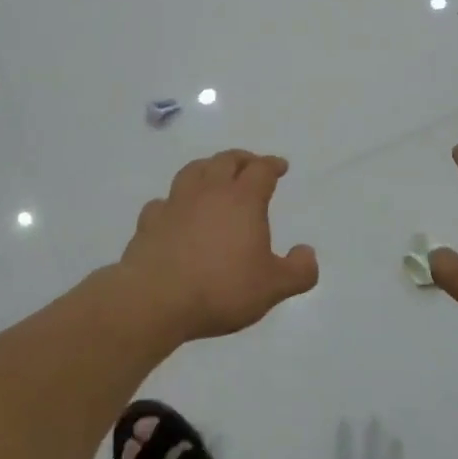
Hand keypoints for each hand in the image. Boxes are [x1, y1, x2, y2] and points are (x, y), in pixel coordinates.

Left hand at [119, 150, 318, 341]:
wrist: (155, 299)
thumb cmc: (221, 289)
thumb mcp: (272, 287)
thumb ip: (298, 271)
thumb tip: (307, 253)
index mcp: (243, 199)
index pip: (261, 170)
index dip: (272, 165)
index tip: (280, 166)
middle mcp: (209, 191)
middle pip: (226, 160)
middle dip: (242, 159)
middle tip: (250, 165)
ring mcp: (176, 203)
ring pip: (193, 171)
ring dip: (207, 168)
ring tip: (213, 176)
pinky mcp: (150, 222)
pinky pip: (163, 202)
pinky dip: (174, 201)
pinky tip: (175, 212)